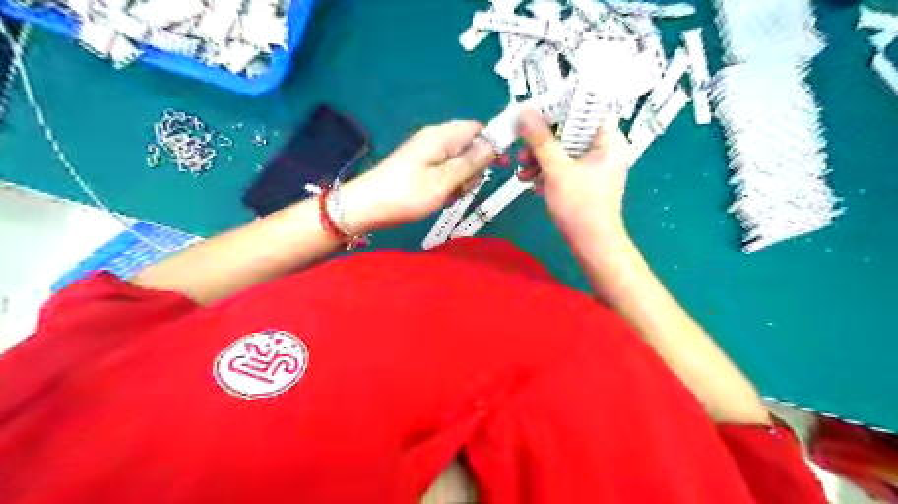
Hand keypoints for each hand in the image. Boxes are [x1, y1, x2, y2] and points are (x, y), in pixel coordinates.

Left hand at [339, 119, 494, 232]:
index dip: (492, 144)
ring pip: (458, 162)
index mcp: (442, 136)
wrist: (367, 207)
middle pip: (469, 146)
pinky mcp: (420, 167)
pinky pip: (444, 172)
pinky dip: (447, 185)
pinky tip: (439, 197)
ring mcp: (426, 153)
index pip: (477, 128)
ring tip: (448, 195)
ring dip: (460, 180)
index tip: (500, 166)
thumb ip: (471, 162)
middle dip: (474, 168)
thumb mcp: (445, 181)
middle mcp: (435, 139)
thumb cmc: (407, 195)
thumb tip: (494, 144)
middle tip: (462, 188)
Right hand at [516, 108, 634, 243]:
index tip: (532, 112)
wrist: (592, 245)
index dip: (558, 107)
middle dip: (542, 140)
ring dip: (539, 157)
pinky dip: (546, 170)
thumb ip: (541, 140)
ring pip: (563, 148)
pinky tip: (529, 180)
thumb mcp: (557, 170)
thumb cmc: (580, 206)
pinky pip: (563, 164)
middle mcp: (604, 147)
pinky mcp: (584, 179)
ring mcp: (594, 165)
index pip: (585, 108)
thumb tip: (525, 111)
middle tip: (522, 149)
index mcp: (609, 139)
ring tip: (522, 171)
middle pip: (570, 130)